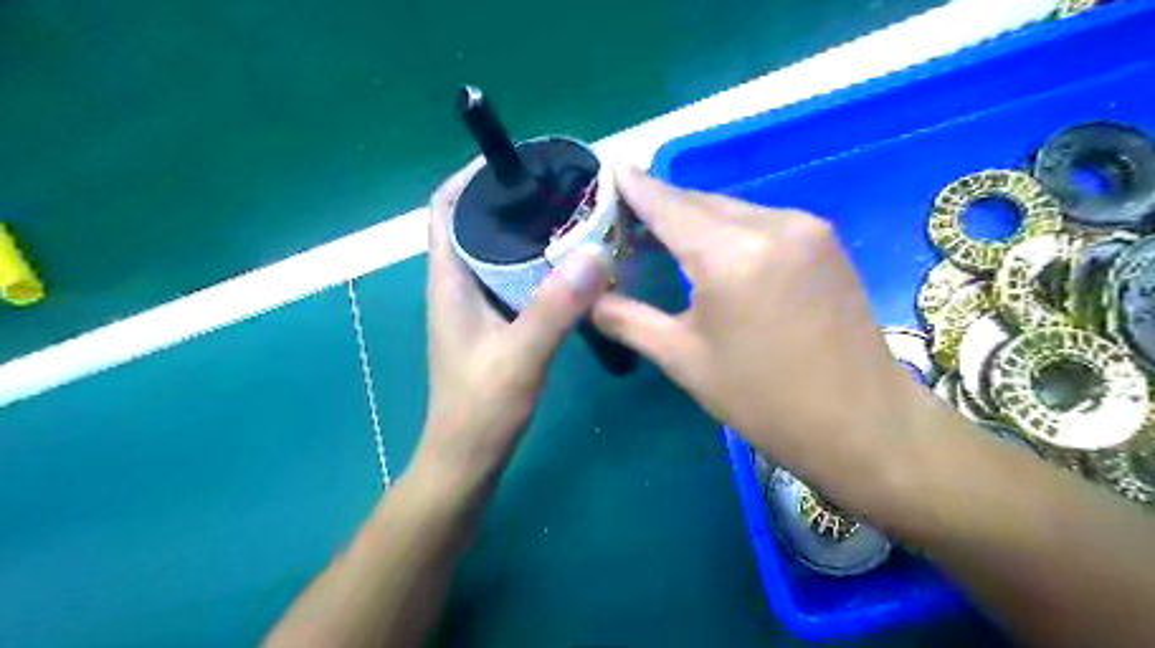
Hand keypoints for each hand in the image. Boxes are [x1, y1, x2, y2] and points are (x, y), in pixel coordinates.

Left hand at [417, 161, 612, 486]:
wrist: (467, 458)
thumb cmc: (481, 408)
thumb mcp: (521, 355)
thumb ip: (555, 307)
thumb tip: (595, 252)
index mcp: (450, 280)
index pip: (446, 208)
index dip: (471, 177)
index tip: (517, 163)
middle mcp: (458, 284)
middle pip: (475, 223)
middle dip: (510, 198)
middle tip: (560, 188)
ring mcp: (475, 305)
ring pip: (496, 250)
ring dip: (526, 230)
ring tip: (570, 217)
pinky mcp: (492, 323)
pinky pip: (511, 277)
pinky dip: (535, 262)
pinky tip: (569, 266)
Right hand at [589, 167, 926, 504]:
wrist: (861, 423)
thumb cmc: (762, 399)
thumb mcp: (684, 360)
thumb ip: (629, 320)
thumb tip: (590, 300)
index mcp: (730, 256)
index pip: (667, 204)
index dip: (634, 186)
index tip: (608, 172)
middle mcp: (771, 224)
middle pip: (698, 201)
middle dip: (660, 206)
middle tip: (625, 220)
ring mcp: (805, 227)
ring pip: (730, 208)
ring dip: (693, 218)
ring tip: (661, 238)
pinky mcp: (823, 239)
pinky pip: (758, 220)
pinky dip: (727, 228)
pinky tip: (711, 250)